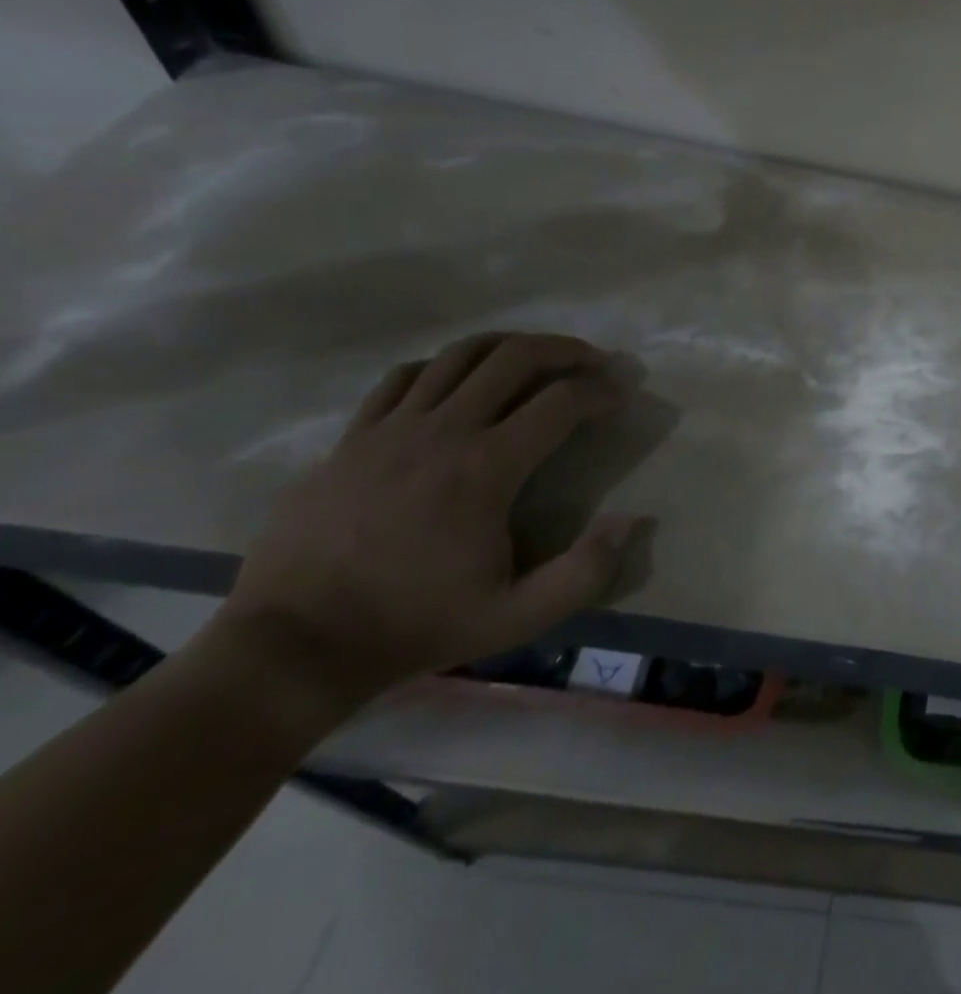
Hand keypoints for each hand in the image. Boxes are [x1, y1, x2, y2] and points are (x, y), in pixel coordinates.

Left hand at [212, 332, 650, 715]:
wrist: (294, 646)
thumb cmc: (416, 627)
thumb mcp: (517, 617)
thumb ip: (585, 572)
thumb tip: (632, 520)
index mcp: (485, 470)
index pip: (561, 403)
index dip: (602, 392)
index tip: (621, 397)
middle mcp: (442, 433)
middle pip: (514, 358)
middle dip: (565, 350)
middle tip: (593, 360)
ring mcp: (391, 429)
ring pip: (460, 355)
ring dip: (510, 347)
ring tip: (537, 358)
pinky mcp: (353, 438)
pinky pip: (405, 377)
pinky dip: (446, 366)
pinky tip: (461, 382)